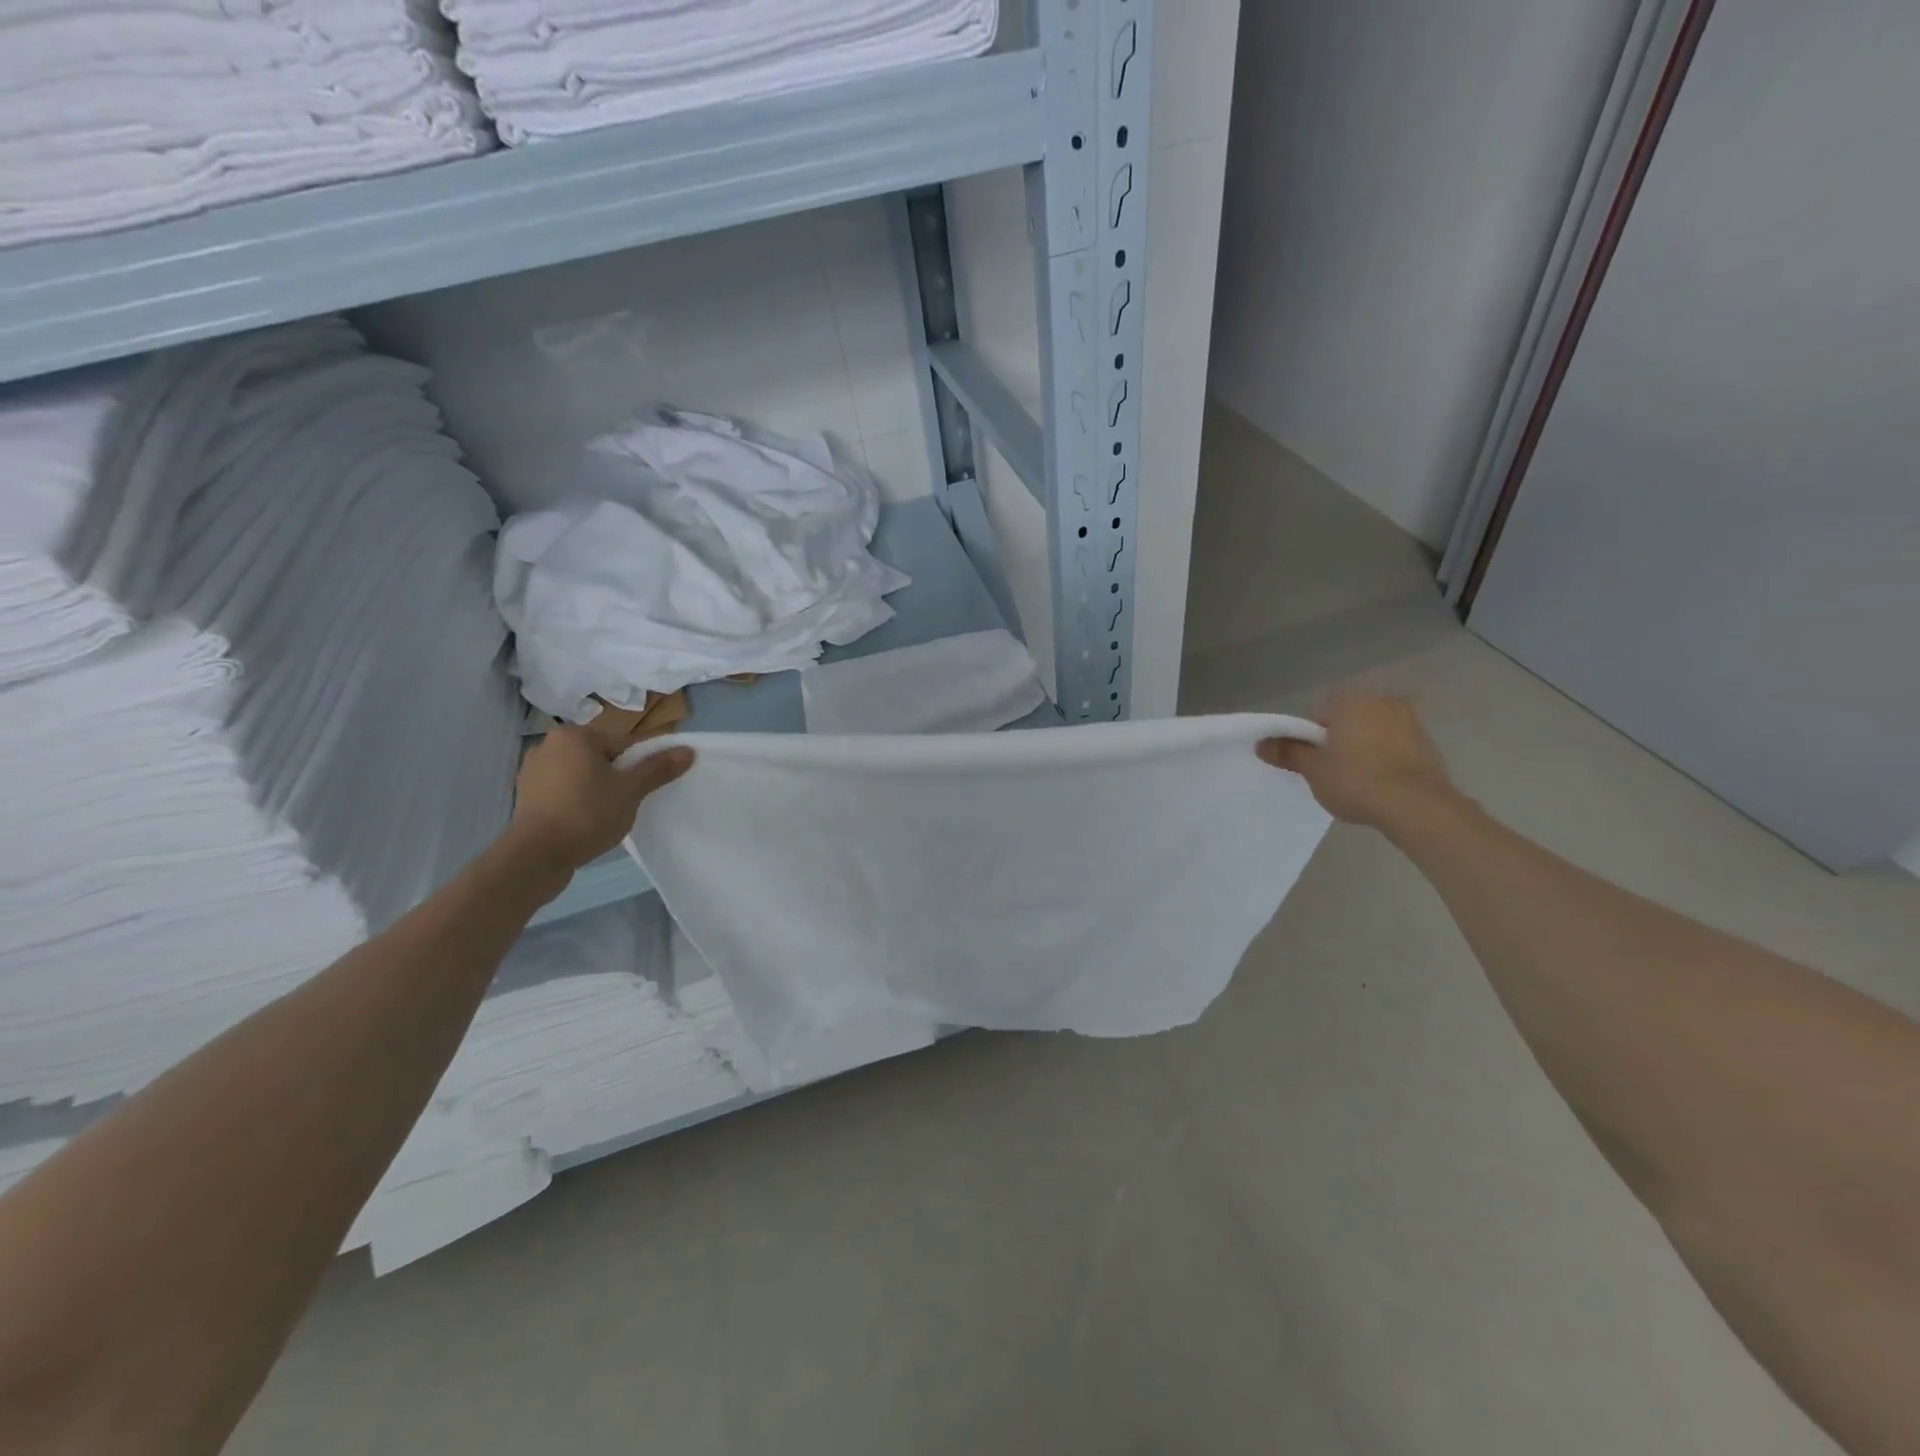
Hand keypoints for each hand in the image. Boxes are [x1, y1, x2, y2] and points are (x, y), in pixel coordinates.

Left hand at [507, 726, 692, 872]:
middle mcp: (548, 744)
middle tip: (627, 803)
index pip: (623, 744)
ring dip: (595, 789)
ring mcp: (532, 770)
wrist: (536, 855)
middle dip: (616, 777)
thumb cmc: (588, 814)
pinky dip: (575, 801)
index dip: (640, 766)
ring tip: (605, 815)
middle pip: (600, 757)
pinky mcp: (524, 795)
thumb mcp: (631, 791)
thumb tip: (688, 750)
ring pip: (580, 775)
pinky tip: (583, 822)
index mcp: (575, 736)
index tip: (644, 789)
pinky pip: (561, 791)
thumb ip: (658, 768)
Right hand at [1257, 691, 1461, 832]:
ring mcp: (1411, 720)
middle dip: (1339, 739)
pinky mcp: (1428, 742)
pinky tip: (1383, 783)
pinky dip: (1386, 757)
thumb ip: (1288, 753)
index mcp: (1350, 701)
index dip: (1311, 737)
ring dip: (1364, 747)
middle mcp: (1382, 701)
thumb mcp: (1314, 770)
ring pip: (1373, 730)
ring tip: (1360, 780)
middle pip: (1348, 718)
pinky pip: (1396, 745)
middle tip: (1333, 770)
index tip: (1314, 761)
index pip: (1318, 712)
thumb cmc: (1357, 781)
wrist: (1418, 807)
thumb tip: (1262, 743)